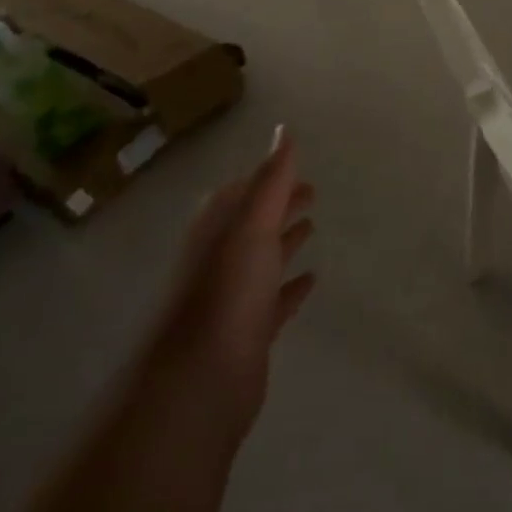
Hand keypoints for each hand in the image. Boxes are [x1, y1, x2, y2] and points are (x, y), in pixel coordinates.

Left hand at [147, 127, 315, 441]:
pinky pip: (273, 301)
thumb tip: (283, 129)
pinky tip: (311, 281)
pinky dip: (291, 288)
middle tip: (313, 194)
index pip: (245, 192)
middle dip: (280, 206)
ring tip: (313, 229)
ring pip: (263, 260)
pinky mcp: (247, 334)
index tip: (299, 170)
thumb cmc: (227, 290)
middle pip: (255, 223)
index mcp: (219, 228)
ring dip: (285, 242)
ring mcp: (233, 298)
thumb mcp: (252, 222)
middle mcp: (222, 258)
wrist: (197, 382)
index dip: (271, 178)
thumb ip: (272, 177)